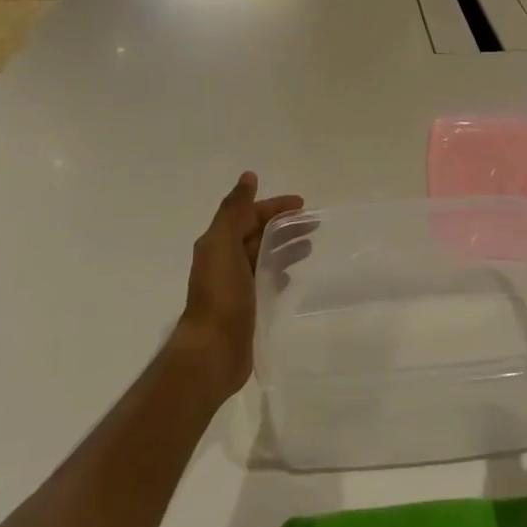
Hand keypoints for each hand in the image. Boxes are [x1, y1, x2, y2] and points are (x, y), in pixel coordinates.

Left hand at [174, 172, 303, 403]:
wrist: (213, 351)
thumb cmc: (220, 294)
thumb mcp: (223, 243)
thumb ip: (234, 210)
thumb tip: (249, 176)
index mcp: (219, 242)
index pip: (250, 214)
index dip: (275, 206)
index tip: (303, 204)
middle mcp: (225, 260)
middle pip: (259, 233)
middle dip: (284, 225)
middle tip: (314, 225)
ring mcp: (236, 285)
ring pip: (264, 256)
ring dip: (285, 247)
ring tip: (310, 248)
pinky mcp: (247, 307)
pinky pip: (267, 281)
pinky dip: (281, 272)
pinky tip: (295, 276)